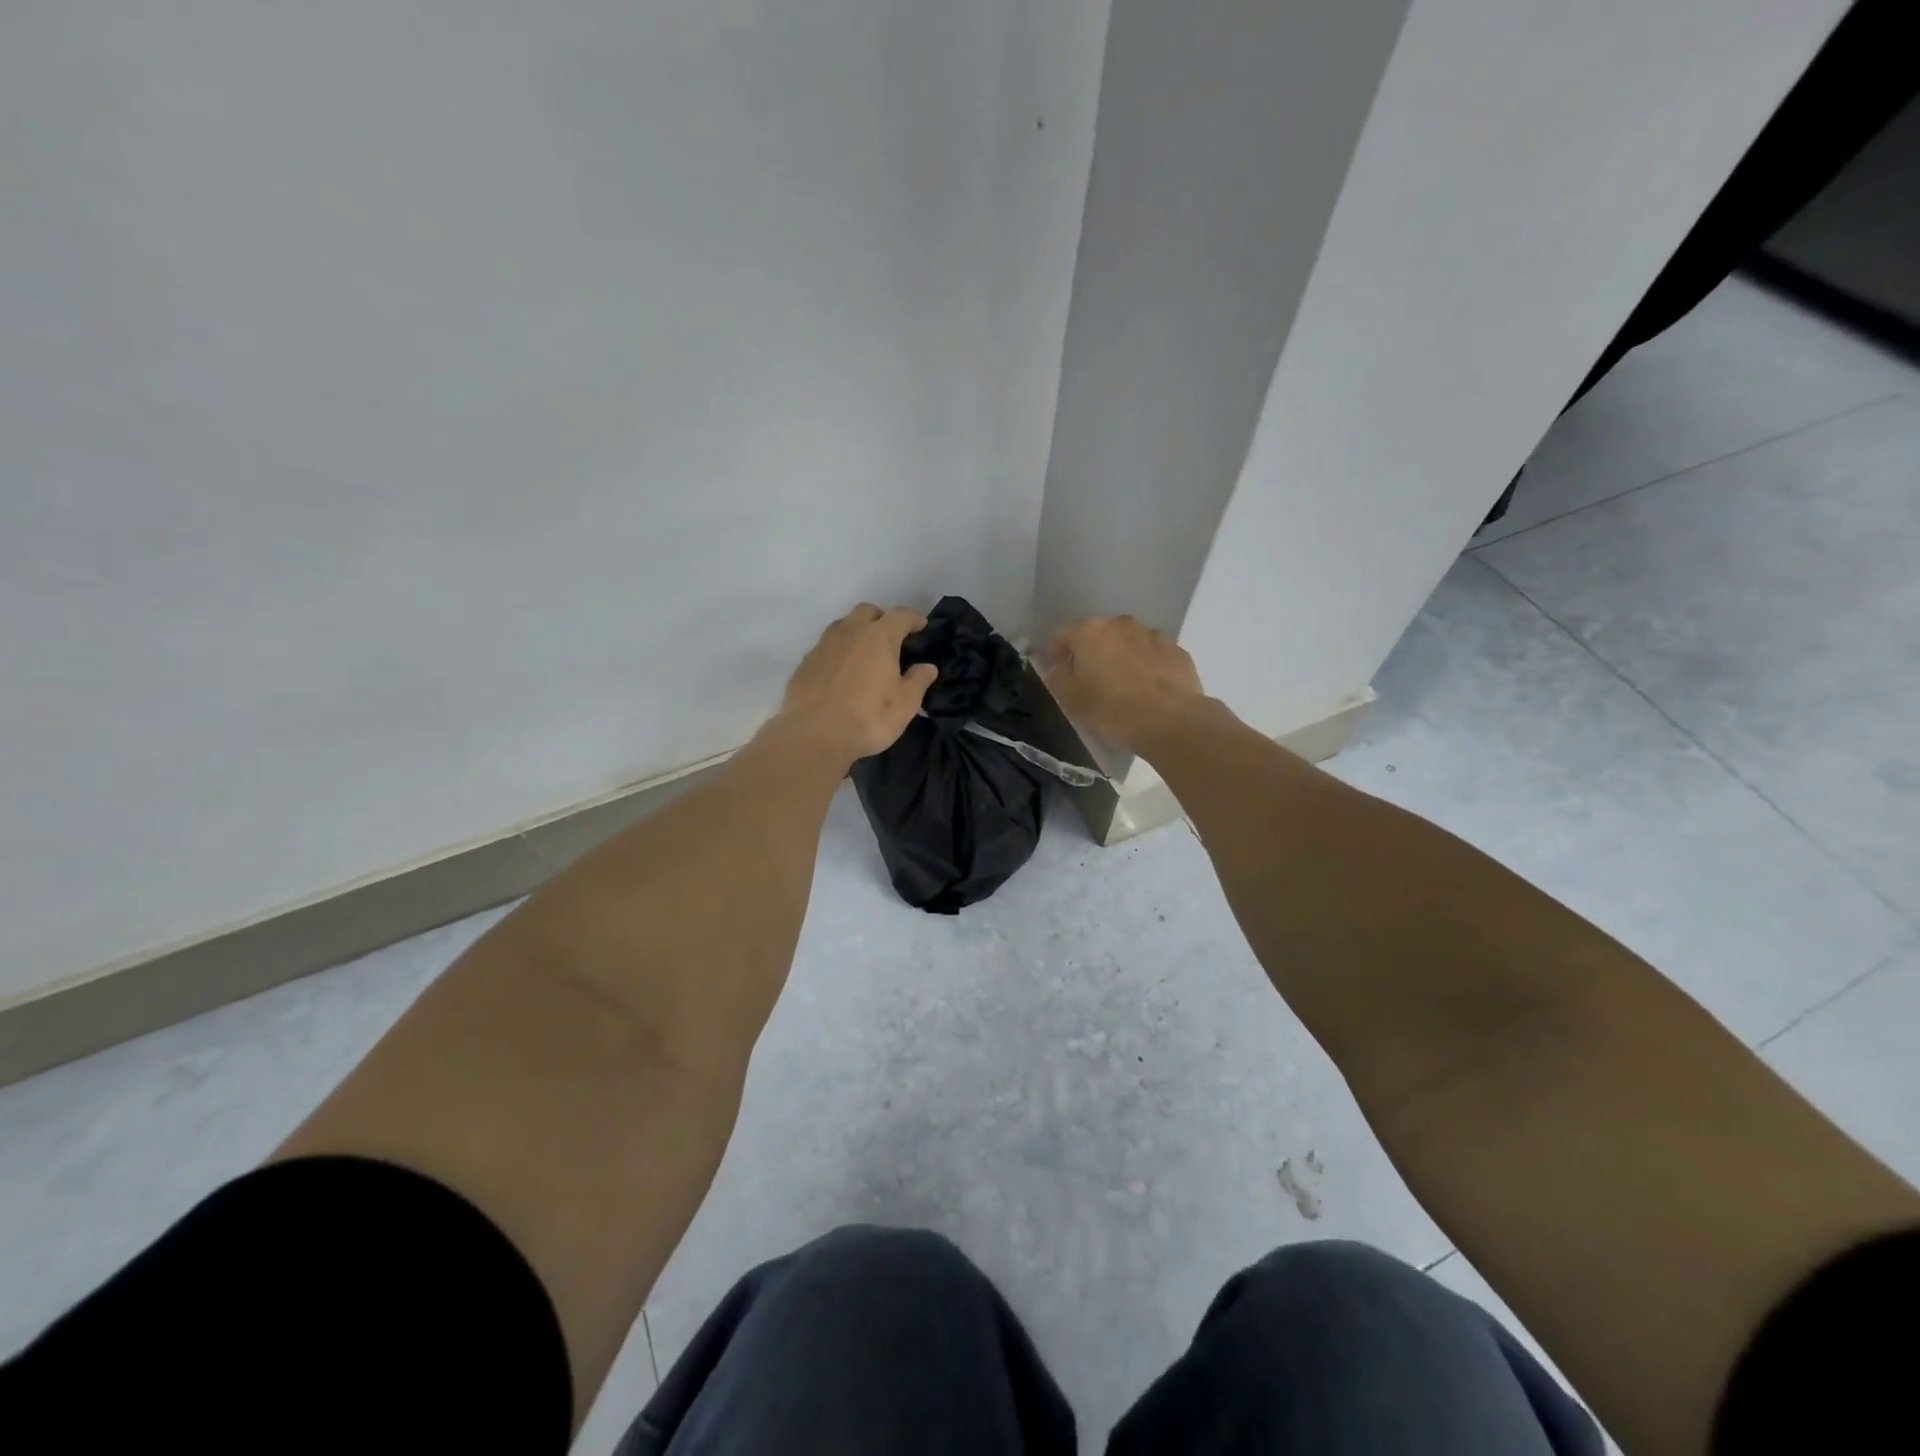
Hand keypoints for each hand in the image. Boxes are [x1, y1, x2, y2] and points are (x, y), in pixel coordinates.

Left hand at [775, 604, 938, 767]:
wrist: (813, 736)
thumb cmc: (868, 718)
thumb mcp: (905, 705)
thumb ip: (918, 681)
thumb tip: (927, 667)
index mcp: (879, 637)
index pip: (901, 615)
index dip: (913, 618)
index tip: (921, 627)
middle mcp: (850, 632)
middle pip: (867, 611)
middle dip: (881, 619)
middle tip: (890, 639)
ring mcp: (823, 645)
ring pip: (843, 625)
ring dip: (857, 632)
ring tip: (864, 654)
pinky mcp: (805, 662)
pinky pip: (826, 647)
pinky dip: (838, 652)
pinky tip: (841, 673)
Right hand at [1045, 616, 1205, 750]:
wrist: (1169, 720)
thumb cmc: (1111, 709)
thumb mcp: (1071, 700)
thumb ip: (1059, 678)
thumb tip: (1060, 668)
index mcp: (1089, 632)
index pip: (1063, 632)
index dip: (1057, 651)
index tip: (1059, 671)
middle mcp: (1121, 624)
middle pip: (1098, 633)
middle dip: (1092, 652)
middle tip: (1092, 680)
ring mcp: (1152, 635)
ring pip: (1128, 641)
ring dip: (1122, 656)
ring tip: (1124, 685)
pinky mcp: (1177, 650)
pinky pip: (1153, 654)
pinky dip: (1148, 666)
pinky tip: (1149, 689)